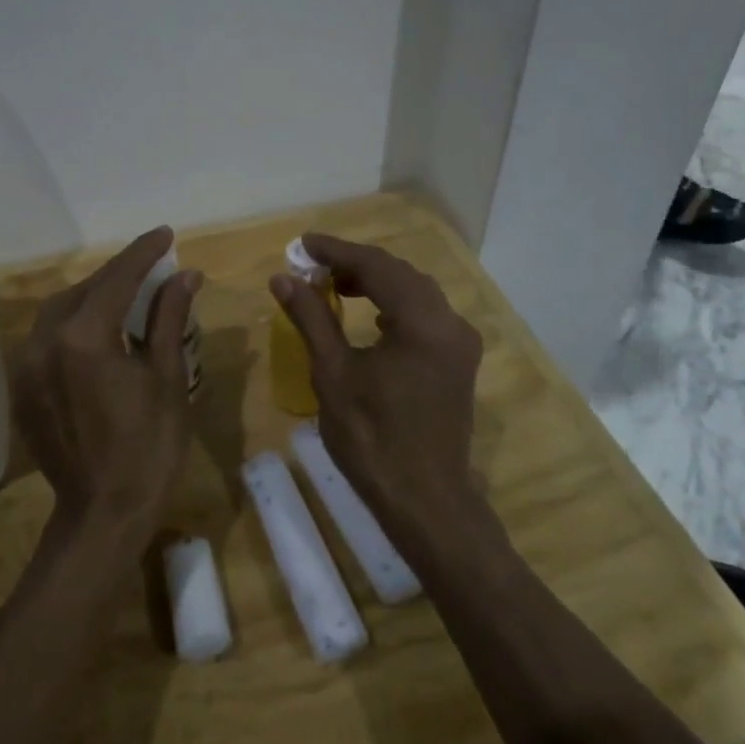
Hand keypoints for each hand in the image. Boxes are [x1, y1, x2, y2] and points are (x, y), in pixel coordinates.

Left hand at [12, 227, 201, 539]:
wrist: (103, 513)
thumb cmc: (149, 448)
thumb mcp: (168, 378)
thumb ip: (169, 319)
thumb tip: (185, 275)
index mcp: (84, 337)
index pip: (117, 278)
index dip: (144, 253)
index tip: (166, 234)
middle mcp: (45, 341)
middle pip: (85, 290)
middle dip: (119, 274)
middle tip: (153, 265)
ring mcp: (27, 365)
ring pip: (61, 310)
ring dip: (94, 296)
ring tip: (128, 294)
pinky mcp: (23, 386)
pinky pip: (47, 337)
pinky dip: (74, 323)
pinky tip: (99, 330)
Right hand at [269, 233, 482, 530]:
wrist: (425, 501)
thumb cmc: (372, 439)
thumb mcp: (333, 374)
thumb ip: (311, 318)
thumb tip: (284, 278)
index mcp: (422, 321)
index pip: (377, 266)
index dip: (337, 251)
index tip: (303, 243)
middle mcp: (450, 323)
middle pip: (400, 274)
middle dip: (356, 265)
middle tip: (314, 266)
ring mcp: (460, 343)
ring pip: (416, 293)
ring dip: (377, 283)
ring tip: (336, 287)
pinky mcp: (460, 362)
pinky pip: (427, 316)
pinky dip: (396, 306)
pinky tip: (372, 319)